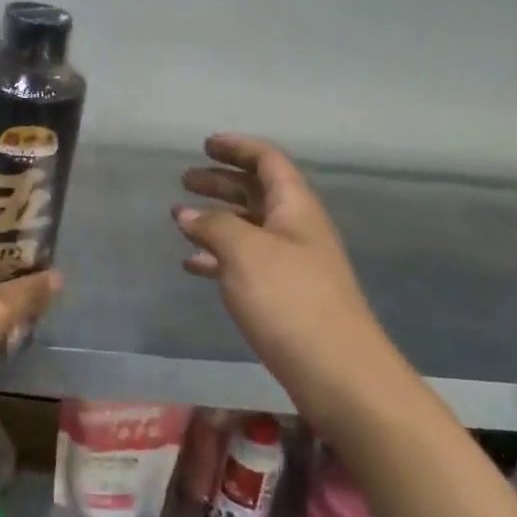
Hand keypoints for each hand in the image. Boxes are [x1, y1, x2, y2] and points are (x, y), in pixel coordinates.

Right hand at [174, 134, 404, 427]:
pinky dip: (218, 256)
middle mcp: (296, 229)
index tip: (206, 144)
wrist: (337, 371)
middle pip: (257, 192)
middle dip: (221, 182)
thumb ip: (213, 226)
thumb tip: (187, 214)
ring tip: (180, 220)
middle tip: (185, 180)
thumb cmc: (291, 300)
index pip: (268, 161)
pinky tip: (193, 265)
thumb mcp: (245, 253)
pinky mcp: (283, 296)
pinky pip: (245, 262)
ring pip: (249, 227)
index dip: (238, 148)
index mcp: (295, 207)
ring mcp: (291, 263)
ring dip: (217, 219)